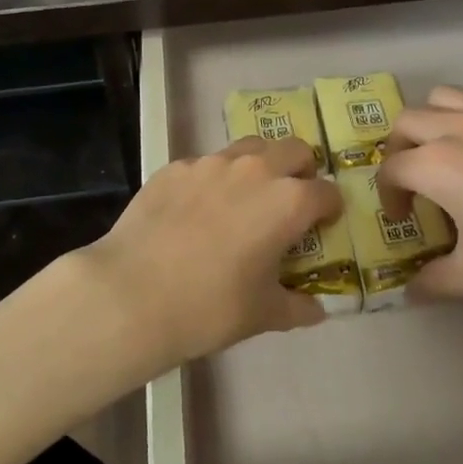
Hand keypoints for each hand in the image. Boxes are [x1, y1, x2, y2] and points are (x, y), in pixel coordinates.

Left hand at [81, 137, 338, 368]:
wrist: (133, 293)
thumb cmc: (210, 307)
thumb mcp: (263, 315)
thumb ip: (297, 307)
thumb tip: (316, 309)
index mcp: (288, 202)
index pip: (327, 193)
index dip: (329, 209)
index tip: (323, 225)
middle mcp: (255, 169)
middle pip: (294, 150)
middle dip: (300, 171)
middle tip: (289, 202)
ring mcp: (211, 162)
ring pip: (250, 148)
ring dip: (259, 167)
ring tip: (244, 200)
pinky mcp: (175, 167)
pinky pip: (206, 165)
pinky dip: (213, 181)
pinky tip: (195, 213)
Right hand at [378, 63, 462, 312]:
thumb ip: (435, 282)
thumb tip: (409, 293)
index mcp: (435, 167)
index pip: (391, 170)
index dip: (389, 195)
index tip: (403, 218)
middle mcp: (457, 127)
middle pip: (408, 123)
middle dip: (400, 148)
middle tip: (415, 178)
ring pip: (445, 95)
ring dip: (433, 116)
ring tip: (447, 141)